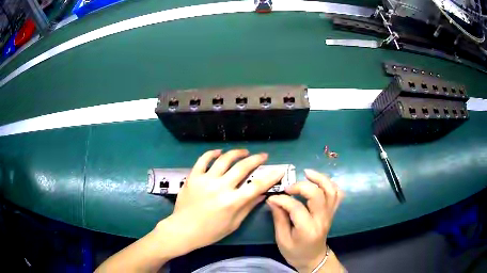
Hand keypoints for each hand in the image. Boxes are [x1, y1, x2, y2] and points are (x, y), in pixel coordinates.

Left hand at [157, 149, 283, 255]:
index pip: (257, 185)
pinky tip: (219, 152)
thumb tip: (262, 194)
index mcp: (232, 202)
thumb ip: (248, 207)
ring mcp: (205, 180)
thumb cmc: (210, 232)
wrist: (183, 230)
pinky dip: (212, 153)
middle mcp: (220, 187)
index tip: (279, 169)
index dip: (271, 176)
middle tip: (262, 156)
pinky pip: (203, 160)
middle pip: (243, 167)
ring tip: (244, 152)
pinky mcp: (193, 177)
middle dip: (256, 159)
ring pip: (224, 159)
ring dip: (237, 153)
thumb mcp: (233, 223)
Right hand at [267, 169, 343, 272]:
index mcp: (307, 229)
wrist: (314, 258)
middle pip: (318, 195)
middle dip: (301, 186)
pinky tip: (319, 181)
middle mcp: (322, 219)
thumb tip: (273, 199)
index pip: (296, 207)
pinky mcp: (332, 212)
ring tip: (307, 173)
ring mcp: (329, 215)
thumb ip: (279, 218)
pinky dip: (330, 185)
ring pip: (331, 191)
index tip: (272, 197)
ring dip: (320, 178)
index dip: (283, 199)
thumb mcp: (282, 239)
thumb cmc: (295, 252)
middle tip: (288, 187)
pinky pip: (337, 195)